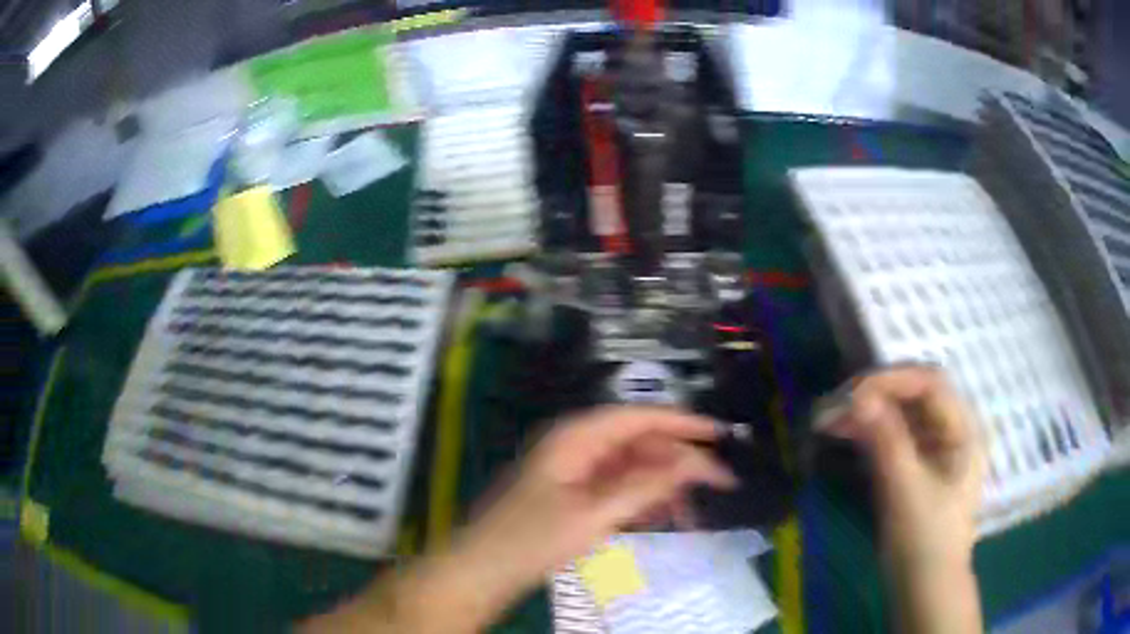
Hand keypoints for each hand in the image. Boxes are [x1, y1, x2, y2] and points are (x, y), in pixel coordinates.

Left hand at [302, 407, 735, 633]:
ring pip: (631, 467)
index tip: (720, 434)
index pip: (639, 417)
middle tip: (718, 483)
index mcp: (576, 437)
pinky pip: (618, 488)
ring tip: (695, 509)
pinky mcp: (573, 496)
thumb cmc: (531, 540)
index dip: (682, 423)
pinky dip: (643, 499)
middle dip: (679, 461)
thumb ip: (645, 486)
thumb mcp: (594, 515)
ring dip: (664, 484)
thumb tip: (693, 463)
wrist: (481, 571)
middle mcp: (576, 446)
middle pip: (639, 443)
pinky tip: (664, 517)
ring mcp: (574, 472)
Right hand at [819, 366, 983, 571]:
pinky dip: (868, 432)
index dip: (892, 380)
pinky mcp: (915, 465)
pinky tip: (843, 434)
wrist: (925, 587)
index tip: (852, 396)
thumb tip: (858, 398)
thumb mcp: (907, 490)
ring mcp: (933, 447)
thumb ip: (887, 441)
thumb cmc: (925, 540)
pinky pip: (892, 436)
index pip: (930, 383)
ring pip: (900, 414)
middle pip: (914, 393)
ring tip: (828, 420)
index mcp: (963, 429)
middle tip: (835, 405)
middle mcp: (951, 429)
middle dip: (874, 394)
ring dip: (866, 412)